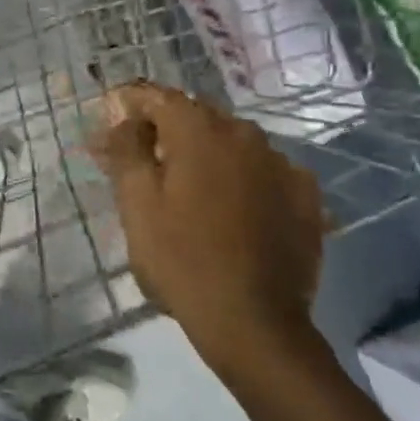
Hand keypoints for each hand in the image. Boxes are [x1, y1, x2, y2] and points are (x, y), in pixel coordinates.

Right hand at [92, 82, 325, 372]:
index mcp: (200, 132)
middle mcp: (245, 135)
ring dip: (207, 153)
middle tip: (145, 160)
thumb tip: (122, 118)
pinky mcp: (306, 196)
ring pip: (233, 143)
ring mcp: (282, 164)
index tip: (113, 121)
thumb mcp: (137, 204)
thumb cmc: (181, 259)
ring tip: (189, 187)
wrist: (254, 323)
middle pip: (198, 117)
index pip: (159, 97)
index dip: (132, 105)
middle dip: (168, 130)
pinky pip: (263, 171)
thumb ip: (126, 149)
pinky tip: (232, 207)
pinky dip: (242, 178)